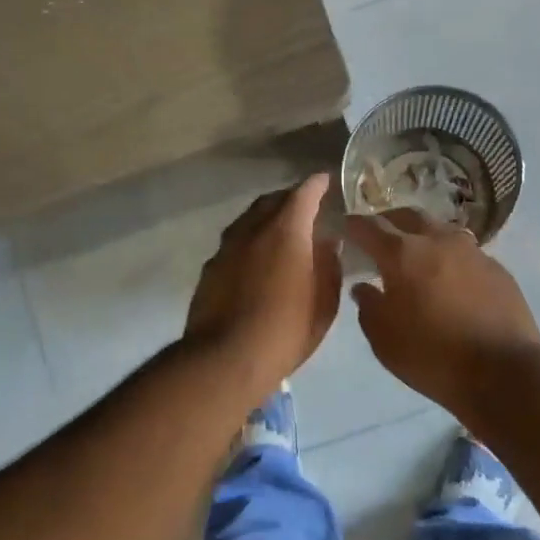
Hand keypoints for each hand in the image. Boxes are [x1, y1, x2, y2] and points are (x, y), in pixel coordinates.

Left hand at [185, 175, 341, 402]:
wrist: (224, 360)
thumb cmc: (285, 331)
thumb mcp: (324, 304)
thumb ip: (329, 266)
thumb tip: (328, 243)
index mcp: (286, 232)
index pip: (303, 194)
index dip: (317, 184)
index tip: (326, 179)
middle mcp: (252, 230)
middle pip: (271, 201)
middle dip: (290, 198)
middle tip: (307, 206)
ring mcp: (226, 248)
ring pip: (249, 219)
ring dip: (267, 217)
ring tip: (281, 229)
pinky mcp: (210, 269)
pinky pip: (234, 241)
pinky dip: (250, 239)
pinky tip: (256, 258)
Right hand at [344, 209, 539, 410]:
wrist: (503, 371)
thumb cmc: (432, 356)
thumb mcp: (384, 340)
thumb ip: (369, 307)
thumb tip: (364, 287)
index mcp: (402, 254)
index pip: (369, 226)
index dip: (352, 225)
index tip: (343, 228)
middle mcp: (437, 240)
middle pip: (408, 216)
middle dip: (388, 221)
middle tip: (378, 236)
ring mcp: (472, 251)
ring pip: (440, 229)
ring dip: (422, 235)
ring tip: (415, 254)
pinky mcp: (497, 267)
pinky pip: (465, 251)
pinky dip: (448, 256)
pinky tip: (449, 277)